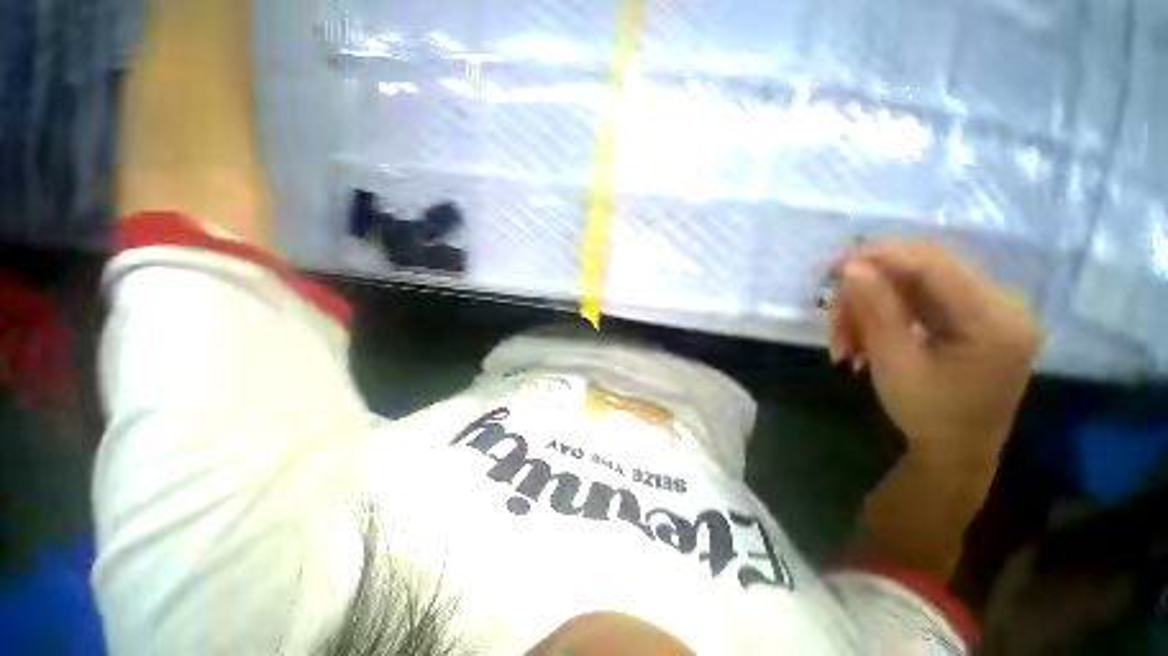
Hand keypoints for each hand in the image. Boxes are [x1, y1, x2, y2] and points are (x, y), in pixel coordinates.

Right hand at [829, 241, 1040, 462]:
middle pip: (924, 272)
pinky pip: (923, 302)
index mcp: (994, 321)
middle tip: (834, 315)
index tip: (836, 264)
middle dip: (870, 290)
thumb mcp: (895, 363)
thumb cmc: (928, 414)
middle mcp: (1002, 307)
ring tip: (845, 342)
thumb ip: (876, 311)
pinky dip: (887, 315)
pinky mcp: (975, 320)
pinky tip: (864, 339)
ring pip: (917, 287)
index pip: (934, 266)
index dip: (881, 258)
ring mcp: (990, 312)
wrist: (956, 452)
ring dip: (873, 308)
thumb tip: (853, 268)